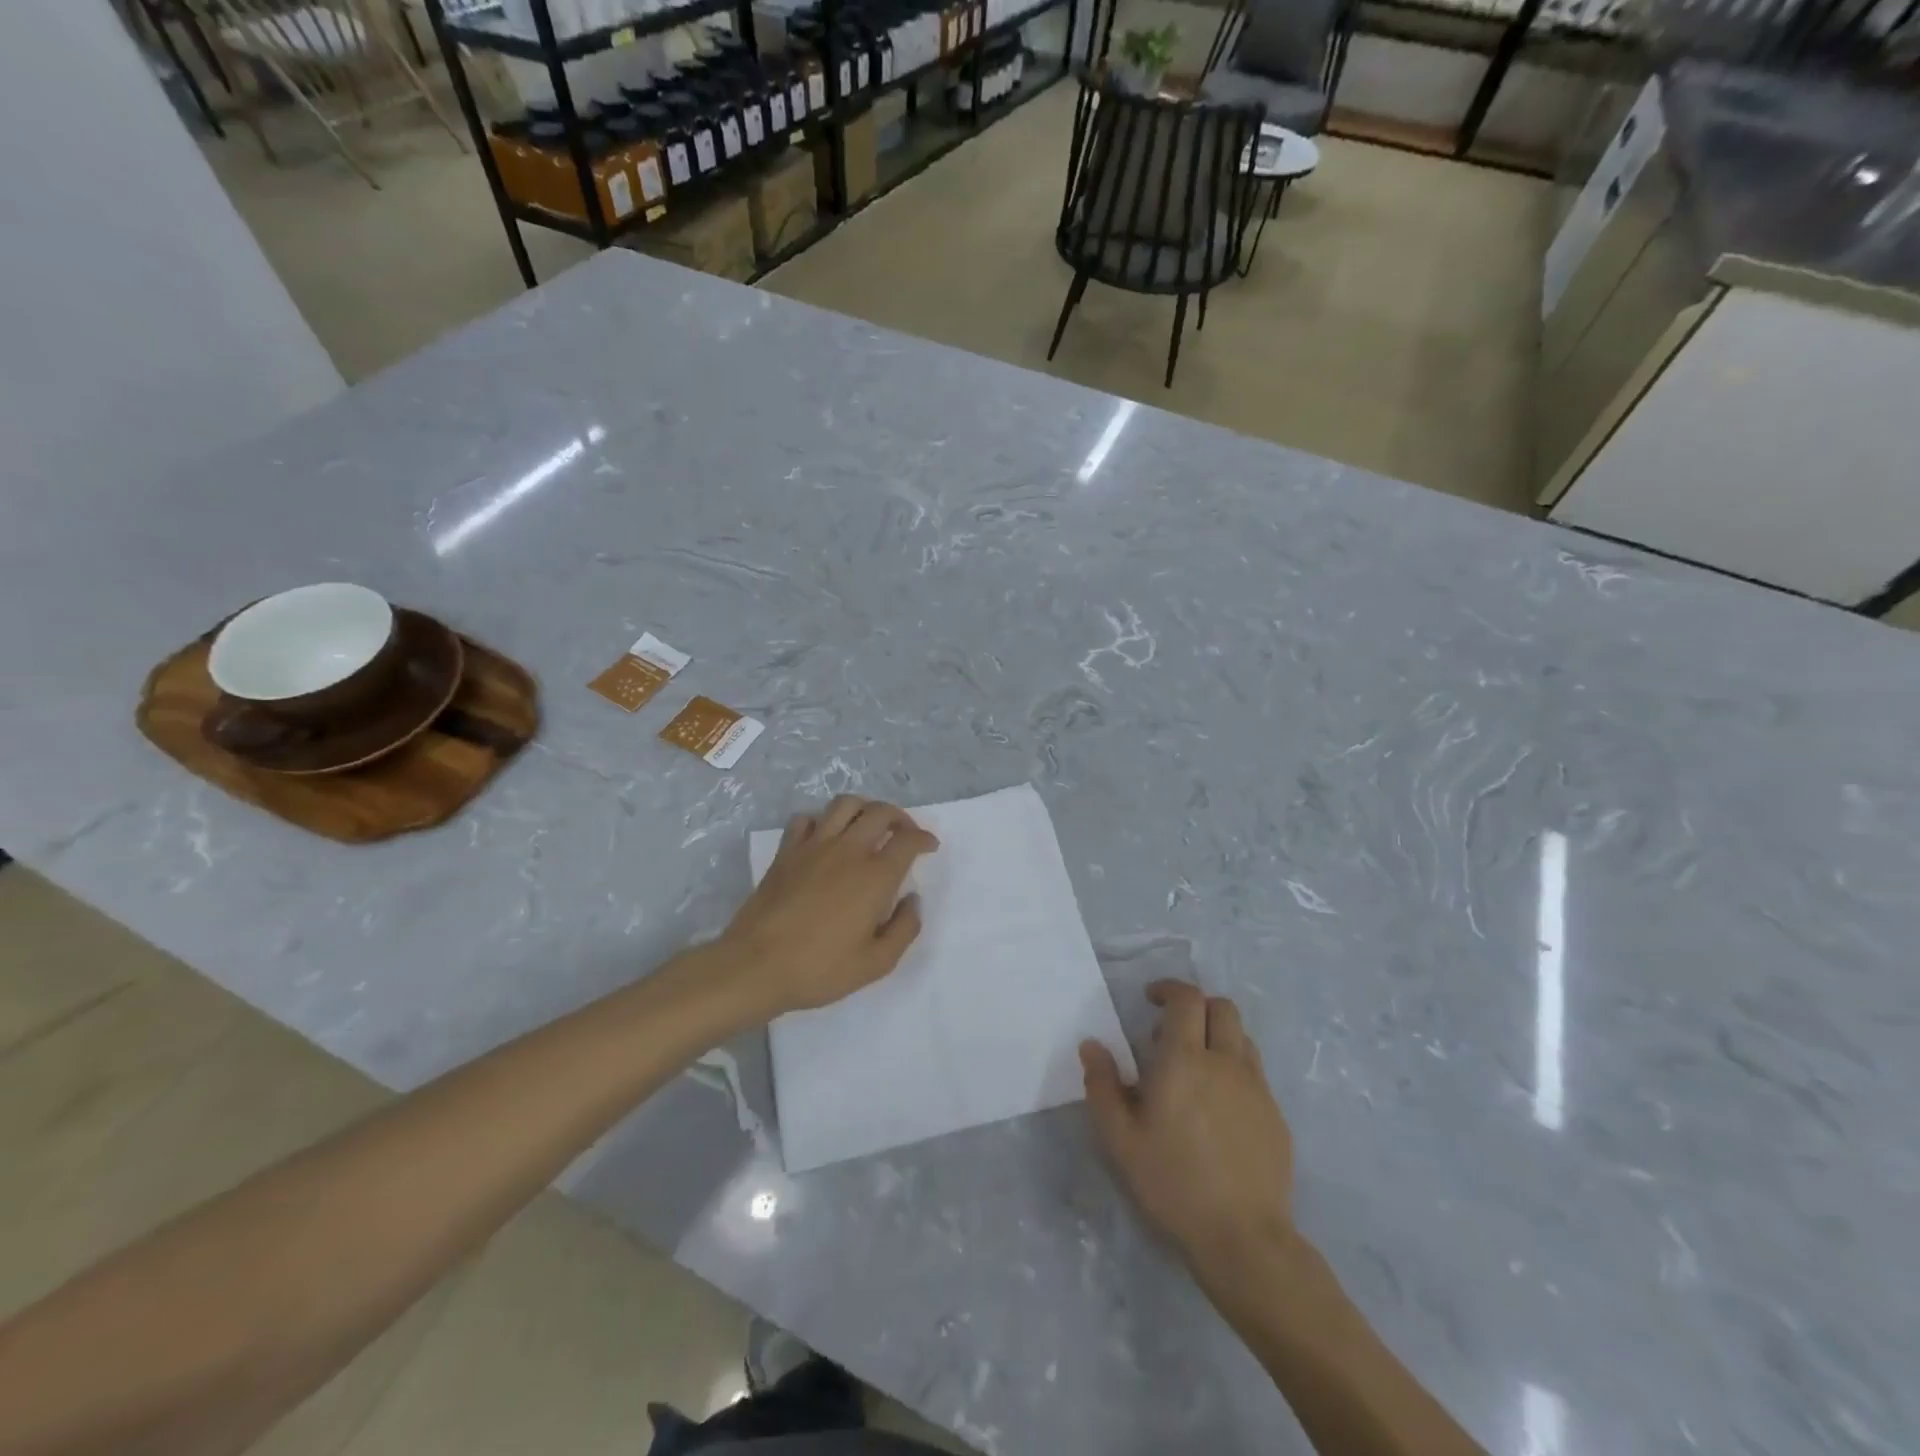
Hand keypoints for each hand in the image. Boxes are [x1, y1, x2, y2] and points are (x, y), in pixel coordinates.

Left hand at [715, 795, 938, 1017]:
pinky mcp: (786, 851)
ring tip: (869, 825)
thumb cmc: (820, 968)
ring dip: (864, 808)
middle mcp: (848, 850)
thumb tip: (913, 900)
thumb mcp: (876, 963)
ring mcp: (814, 846)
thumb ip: (904, 928)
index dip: (924, 838)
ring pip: (845, 804)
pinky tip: (825, 837)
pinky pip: (806, 819)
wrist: (756, 966)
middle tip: (904, 833)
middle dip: (900, 817)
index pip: (908, 840)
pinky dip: (822, 821)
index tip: (929, 846)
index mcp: (875, 876)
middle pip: (880, 811)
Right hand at [1081, 980, 1295, 1277]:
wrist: (1243, 1237)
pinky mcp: (1275, 1114)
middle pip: (1221, 1007)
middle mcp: (1225, 1061)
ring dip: (1217, 1035)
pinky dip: (1234, 1067)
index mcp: (1185, 1059)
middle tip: (1170, 1034)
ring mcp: (1256, 1087)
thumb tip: (1091, 1045)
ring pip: (1241, 1036)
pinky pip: (1254, 1071)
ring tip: (1195, 1067)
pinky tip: (1218, 1105)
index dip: (1168, 989)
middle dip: (1195, 1007)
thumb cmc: (1173, 1183)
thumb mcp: (1120, 1139)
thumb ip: (1102, 1085)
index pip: (1186, 999)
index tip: (1150, 999)